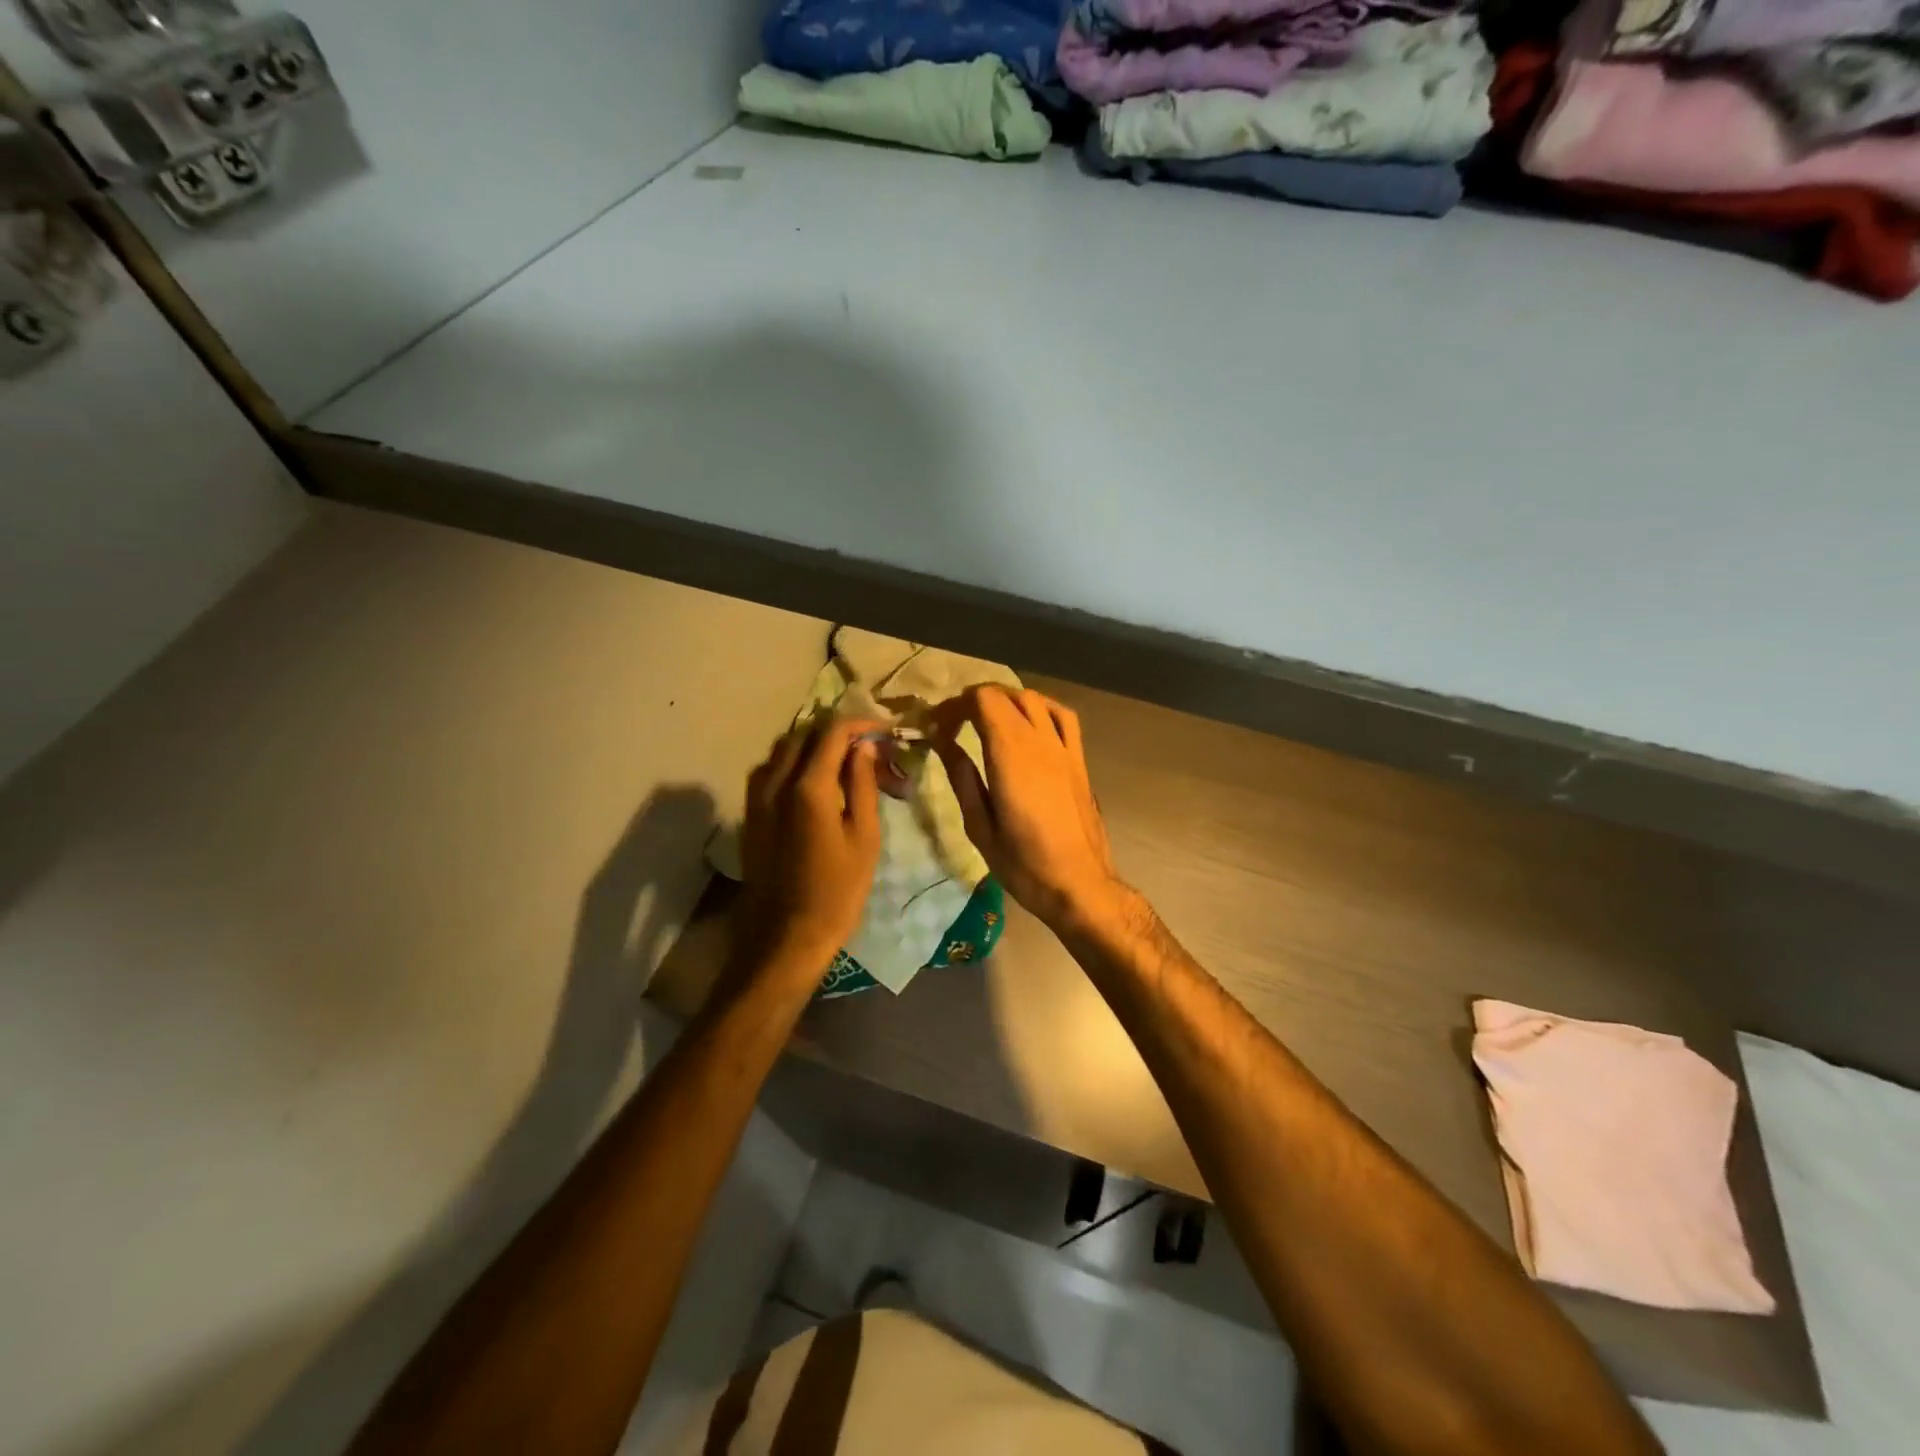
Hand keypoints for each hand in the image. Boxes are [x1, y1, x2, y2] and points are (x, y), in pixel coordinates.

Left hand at [736, 717, 883, 982]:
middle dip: (838, 731)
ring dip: (814, 744)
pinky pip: (770, 770)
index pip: (833, 732)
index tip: (885, 731)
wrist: (784, 937)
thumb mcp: (864, 837)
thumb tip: (864, 746)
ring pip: (783, 749)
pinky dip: (794, 762)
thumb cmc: (837, 892)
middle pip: (805, 734)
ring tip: (844, 761)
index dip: (861, 723)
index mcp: (808, 787)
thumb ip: (862, 784)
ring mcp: (756, 797)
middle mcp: (775, 782)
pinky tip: (813, 782)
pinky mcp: (749, 813)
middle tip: (868, 746)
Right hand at [930, 687, 1123, 930]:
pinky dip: (1041, 708)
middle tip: (953, 724)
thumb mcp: (980, 826)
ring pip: (1035, 700)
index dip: (955, 706)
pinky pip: (1063, 717)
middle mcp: (1039, 742)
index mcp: (1010, 756)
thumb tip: (943, 742)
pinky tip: (1029, 723)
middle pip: (1006, 695)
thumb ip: (962, 778)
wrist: (1079, 884)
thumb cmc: (1024, 864)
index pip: (983, 701)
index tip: (937, 727)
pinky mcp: (1079, 760)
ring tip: (987, 720)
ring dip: (1006, 700)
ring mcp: (1064, 748)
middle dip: (975, 700)